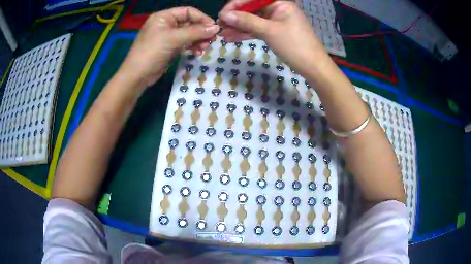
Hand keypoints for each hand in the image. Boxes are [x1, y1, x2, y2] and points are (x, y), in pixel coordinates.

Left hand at [119, 7, 218, 90]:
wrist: (137, 76)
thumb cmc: (152, 52)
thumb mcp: (173, 39)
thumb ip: (195, 32)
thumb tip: (216, 28)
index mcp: (164, 17)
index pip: (188, 11)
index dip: (202, 18)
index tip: (214, 28)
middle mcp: (167, 24)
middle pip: (190, 23)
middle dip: (201, 31)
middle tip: (211, 40)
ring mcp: (168, 36)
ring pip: (189, 34)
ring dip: (198, 40)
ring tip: (204, 48)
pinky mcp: (170, 48)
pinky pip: (185, 43)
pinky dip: (192, 47)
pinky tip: (197, 52)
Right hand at [219, 1, 326, 76]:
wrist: (313, 67)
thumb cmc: (295, 45)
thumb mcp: (269, 31)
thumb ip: (247, 21)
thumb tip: (225, 15)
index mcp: (279, 3)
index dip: (235, 5)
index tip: (222, 15)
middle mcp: (277, 9)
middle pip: (251, 10)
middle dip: (235, 18)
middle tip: (219, 27)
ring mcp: (276, 21)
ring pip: (253, 21)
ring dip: (238, 27)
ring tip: (222, 35)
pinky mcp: (275, 32)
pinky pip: (257, 30)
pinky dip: (246, 34)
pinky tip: (232, 38)